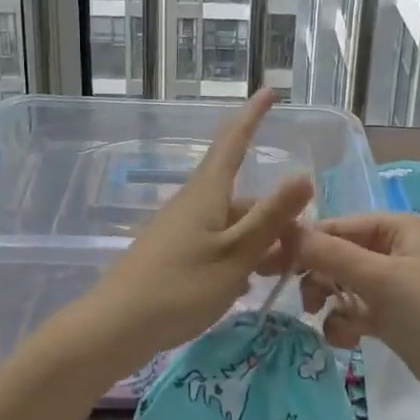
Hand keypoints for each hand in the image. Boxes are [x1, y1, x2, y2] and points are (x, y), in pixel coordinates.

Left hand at [76, 90, 311, 377]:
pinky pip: (217, 243)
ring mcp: (181, 229)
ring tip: (280, 271)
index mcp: (207, 193)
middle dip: (274, 214)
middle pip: (242, 196)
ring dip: (259, 240)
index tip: (270, 91)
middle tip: (302, 246)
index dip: (253, 115)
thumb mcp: (236, 254)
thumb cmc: (179, 287)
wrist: (114, 328)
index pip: (234, 141)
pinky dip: (238, 256)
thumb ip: (270, 217)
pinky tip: (246, 284)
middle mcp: (194, 203)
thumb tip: (304, 176)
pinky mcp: (174, 254)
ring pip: (231, 223)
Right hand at [289, 212, 419, 419]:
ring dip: (330, 301)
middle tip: (295, 300)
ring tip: (323, 320)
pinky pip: (357, 312)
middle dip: (316, 274)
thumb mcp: (382, 280)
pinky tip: (346, 340)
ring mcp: (396, 287)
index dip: (302, 243)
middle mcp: (394, 250)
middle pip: (338, 254)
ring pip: (344, 285)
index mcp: (396, 228)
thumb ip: (331, 255)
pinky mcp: (396, 320)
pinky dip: (346, 323)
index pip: (337, 226)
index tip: (265, 264)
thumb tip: (284, 228)